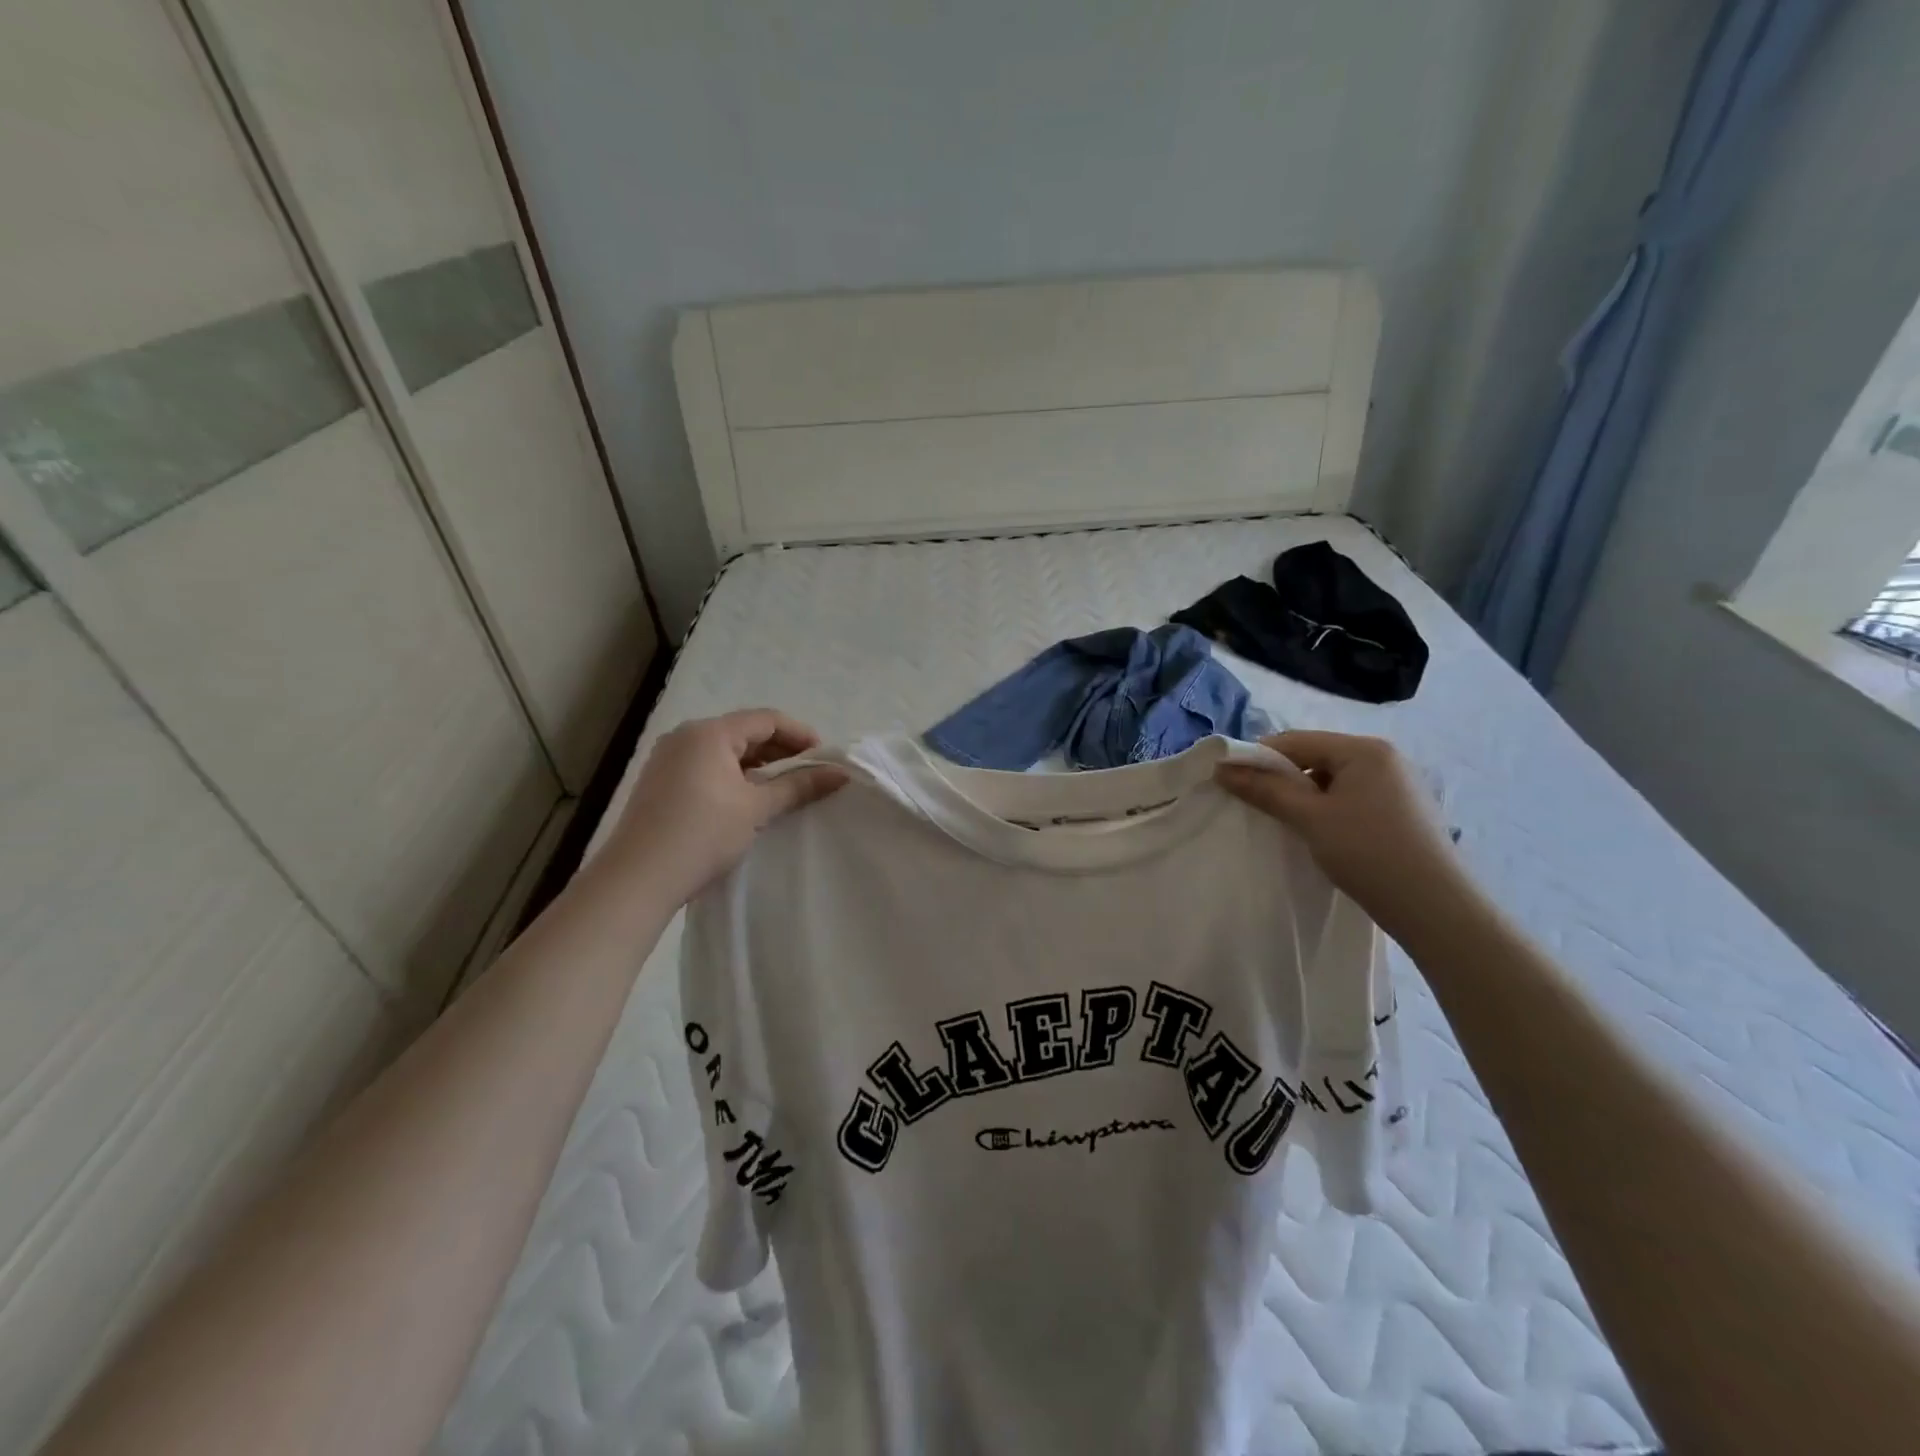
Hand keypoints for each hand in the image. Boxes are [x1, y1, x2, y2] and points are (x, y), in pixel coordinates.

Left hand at [600, 709, 846, 903]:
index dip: (800, 734)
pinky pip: (706, 765)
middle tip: (809, 773)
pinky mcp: (660, 781)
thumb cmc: (703, 834)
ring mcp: (668, 758)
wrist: (638, 878)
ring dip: (757, 764)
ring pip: (724, 750)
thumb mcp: (757, 808)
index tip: (824, 758)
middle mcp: (686, 736)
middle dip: (780, 749)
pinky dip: (733, 775)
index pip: (766, 719)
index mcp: (710, 732)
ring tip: (783, 787)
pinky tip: (748, 798)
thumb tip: (840, 774)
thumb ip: (799, 786)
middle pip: (744, 731)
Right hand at [1216, 731, 1478, 940]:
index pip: (1295, 741)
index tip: (1230, 783)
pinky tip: (1319, 834)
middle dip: (1282, 778)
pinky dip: (1328, 809)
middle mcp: (1384, 758)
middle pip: (1314, 757)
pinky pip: (1351, 797)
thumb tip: (1222, 768)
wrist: (1436, 907)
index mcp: (1363, 749)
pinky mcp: (1402, 811)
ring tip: (1286, 824)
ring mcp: (1397, 784)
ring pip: (1332, 780)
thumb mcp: (1309, 818)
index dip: (1258, 759)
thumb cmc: (1368, 852)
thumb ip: (1265, 789)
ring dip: (1304, 796)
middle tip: (1256, 806)